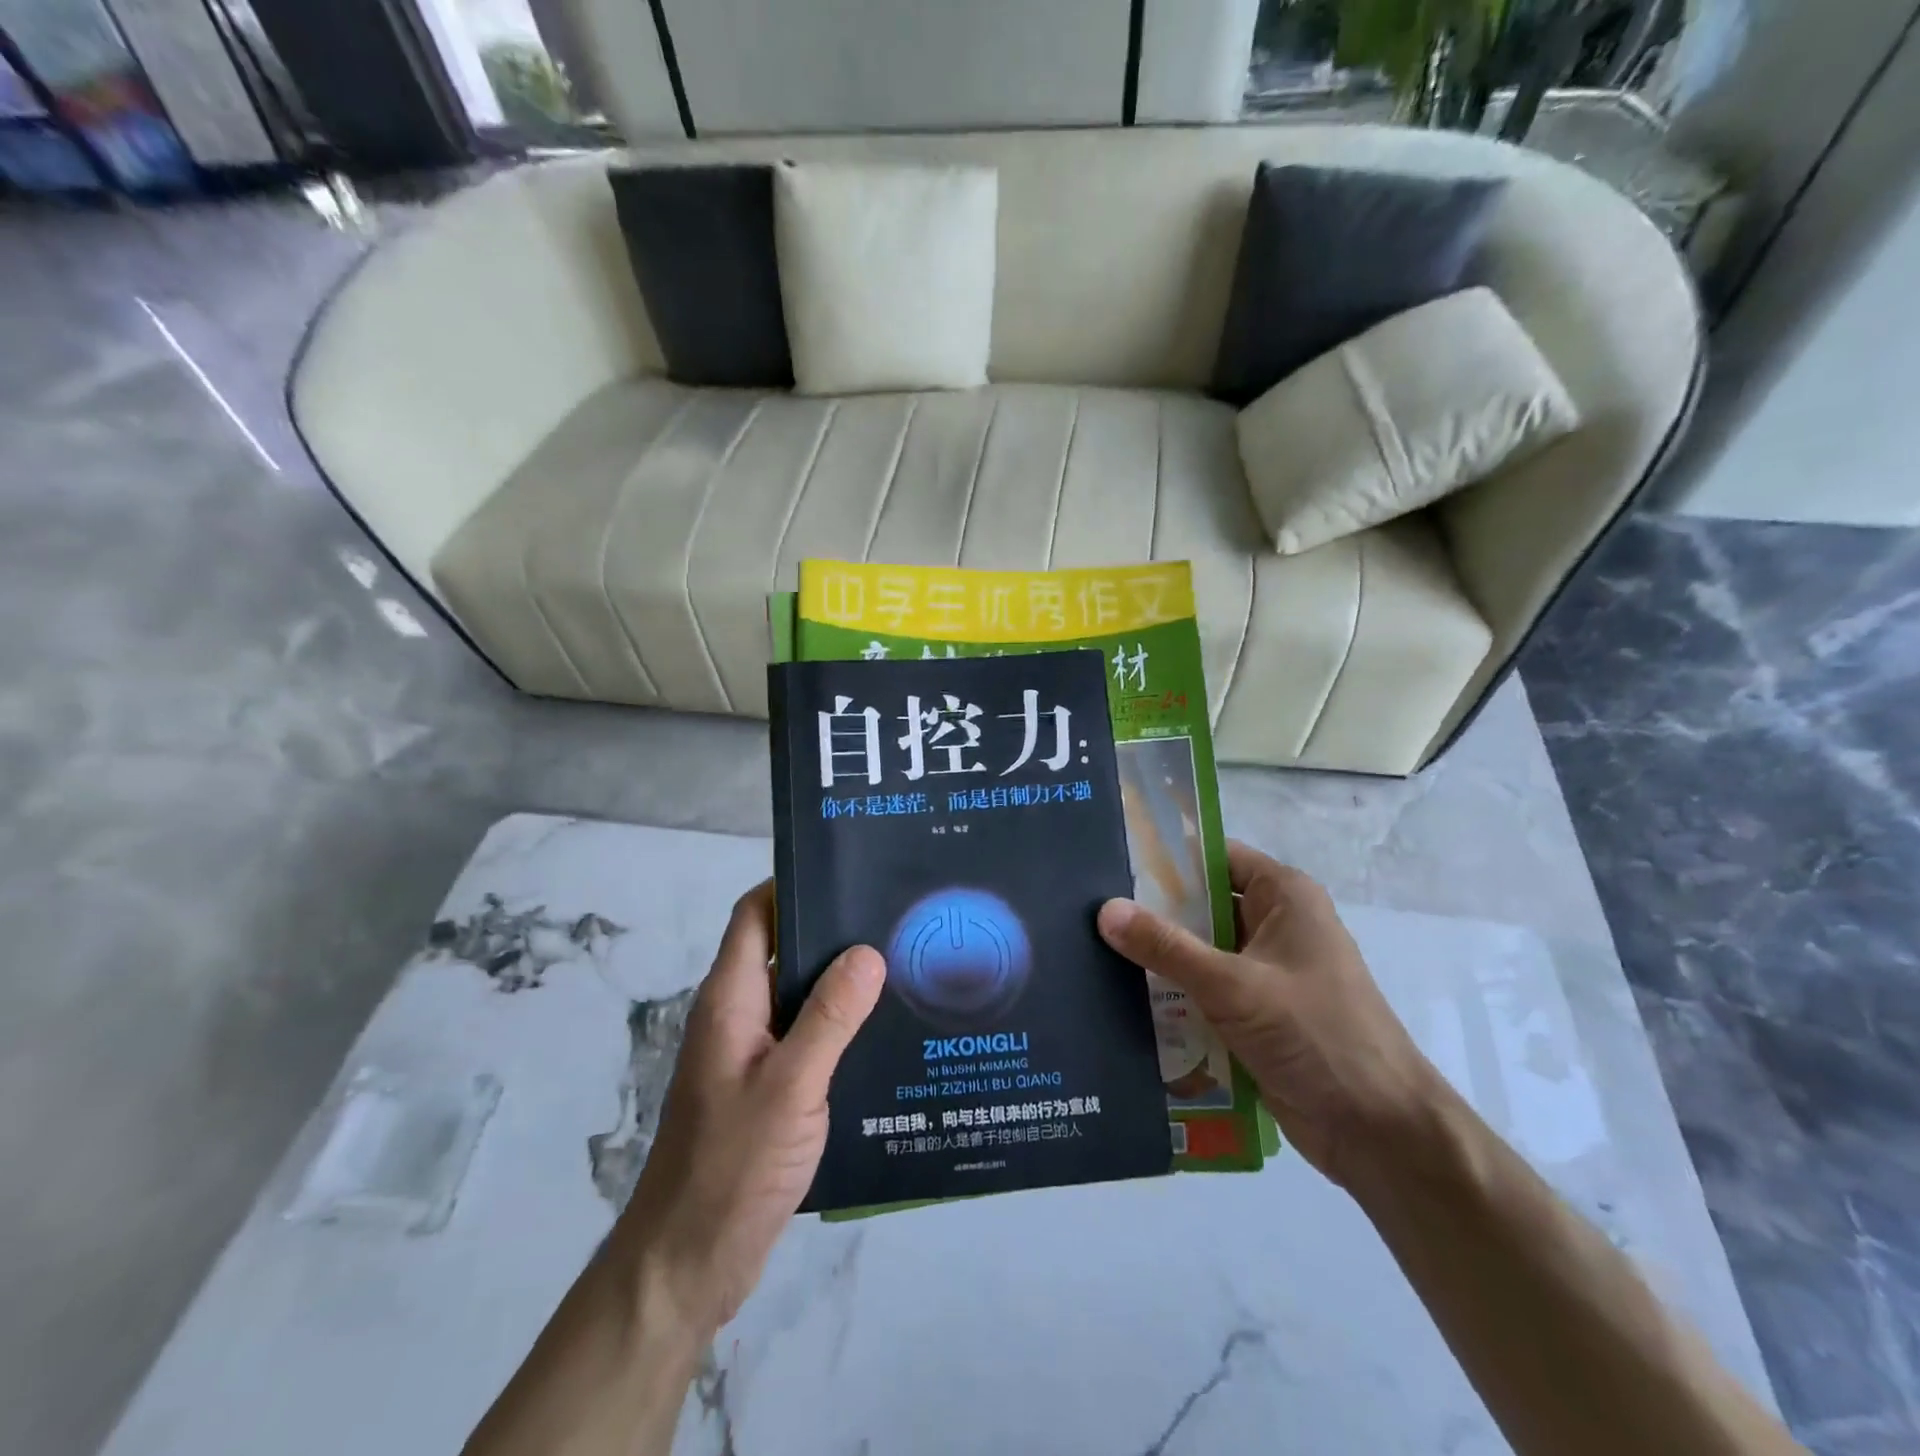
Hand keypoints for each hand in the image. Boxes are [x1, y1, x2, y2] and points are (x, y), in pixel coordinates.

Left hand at [614, 881, 884, 1338]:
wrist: (687, 1263)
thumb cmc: (732, 1166)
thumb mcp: (790, 1085)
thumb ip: (830, 1017)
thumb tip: (867, 951)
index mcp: (730, 1000)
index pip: (755, 914)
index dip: (791, 884)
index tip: (847, 871)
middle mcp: (738, 1016)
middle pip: (781, 949)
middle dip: (831, 928)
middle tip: (894, 915)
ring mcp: (751, 1054)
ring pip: (799, 995)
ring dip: (841, 980)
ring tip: (904, 964)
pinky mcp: (767, 1088)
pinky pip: (807, 1037)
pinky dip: (840, 1024)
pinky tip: (886, 1031)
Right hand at [1098, 841, 1441, 1191]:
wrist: (1378, 1130)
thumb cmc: (1314, 1034)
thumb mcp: (1232, 985)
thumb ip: (1166, 947)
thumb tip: (1104, 910)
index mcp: (1284, 897)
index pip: (1214, 857)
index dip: (1165, 856)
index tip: (1112, 860)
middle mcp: (1275, 925)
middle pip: (1202, 905)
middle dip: (1152, 911)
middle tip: (1088, 909)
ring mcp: (1266, 972)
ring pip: (1200, 951)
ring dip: (1160, 957)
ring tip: (1092, 949)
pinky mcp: (1257, 1014)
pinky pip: (1205, 990)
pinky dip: (1174, 993)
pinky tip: (1124, 996)